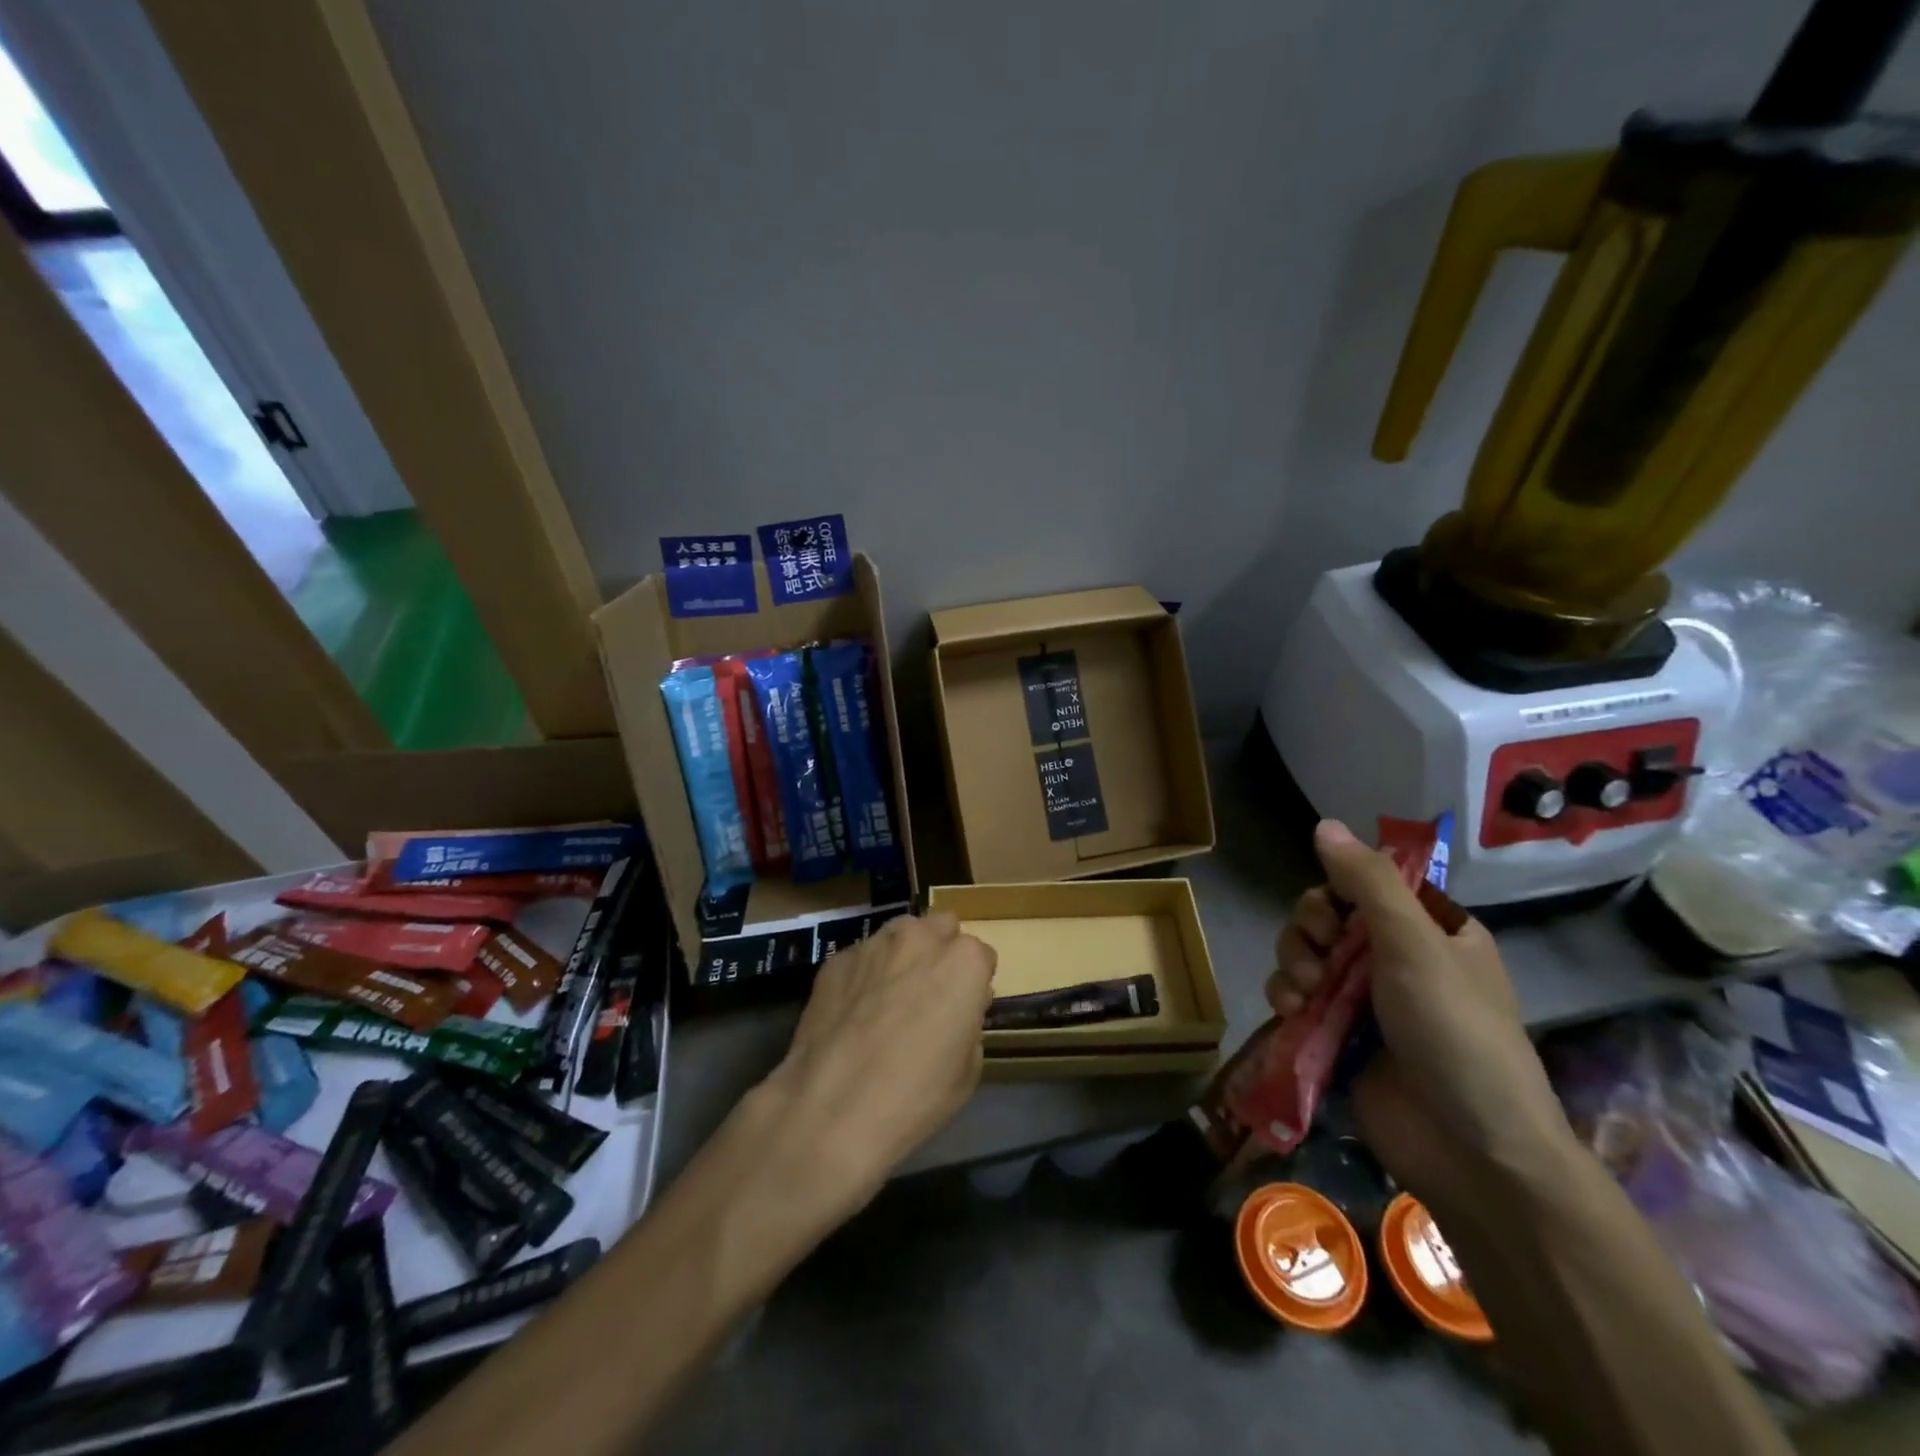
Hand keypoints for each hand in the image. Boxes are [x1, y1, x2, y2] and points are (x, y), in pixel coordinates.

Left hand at [761, 912, 995, 1215]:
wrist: (832, 1108)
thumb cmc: (915, 1095)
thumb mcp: (968, 1070)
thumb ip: (969, 1022)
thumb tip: (957, 1008)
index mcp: (963, 961)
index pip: (981, 957)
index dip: (973, 984)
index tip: (963, 1010)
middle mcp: (920, 938)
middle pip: (941, 928)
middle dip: (940, 951)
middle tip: (929, 994)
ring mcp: (873, 944)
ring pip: (899, 934)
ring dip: (902, 955)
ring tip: (888, 999)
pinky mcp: (836, 960)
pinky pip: (861, 958)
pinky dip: (863, 975)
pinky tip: (852, 1013)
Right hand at [1268, 820, 1575, 1223]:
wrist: (1471, 1150)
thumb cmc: (1456, 1033)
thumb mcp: (1415, 945)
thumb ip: (1366, 883)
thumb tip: (1324, 823)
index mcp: (1429, 930)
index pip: (1363, 885)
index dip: (1335, 891)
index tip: (1332, 914)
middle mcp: (1394, 958)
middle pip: (1324, 917)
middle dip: (1310, 932)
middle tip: (1322, 957)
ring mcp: (1364, 999)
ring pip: (1303, 954)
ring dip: (1295, 964)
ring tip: (1307, 995)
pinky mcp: (1336, 1034)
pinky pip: (1294, 996)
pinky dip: (1287, 998)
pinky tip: (1292, 1013)